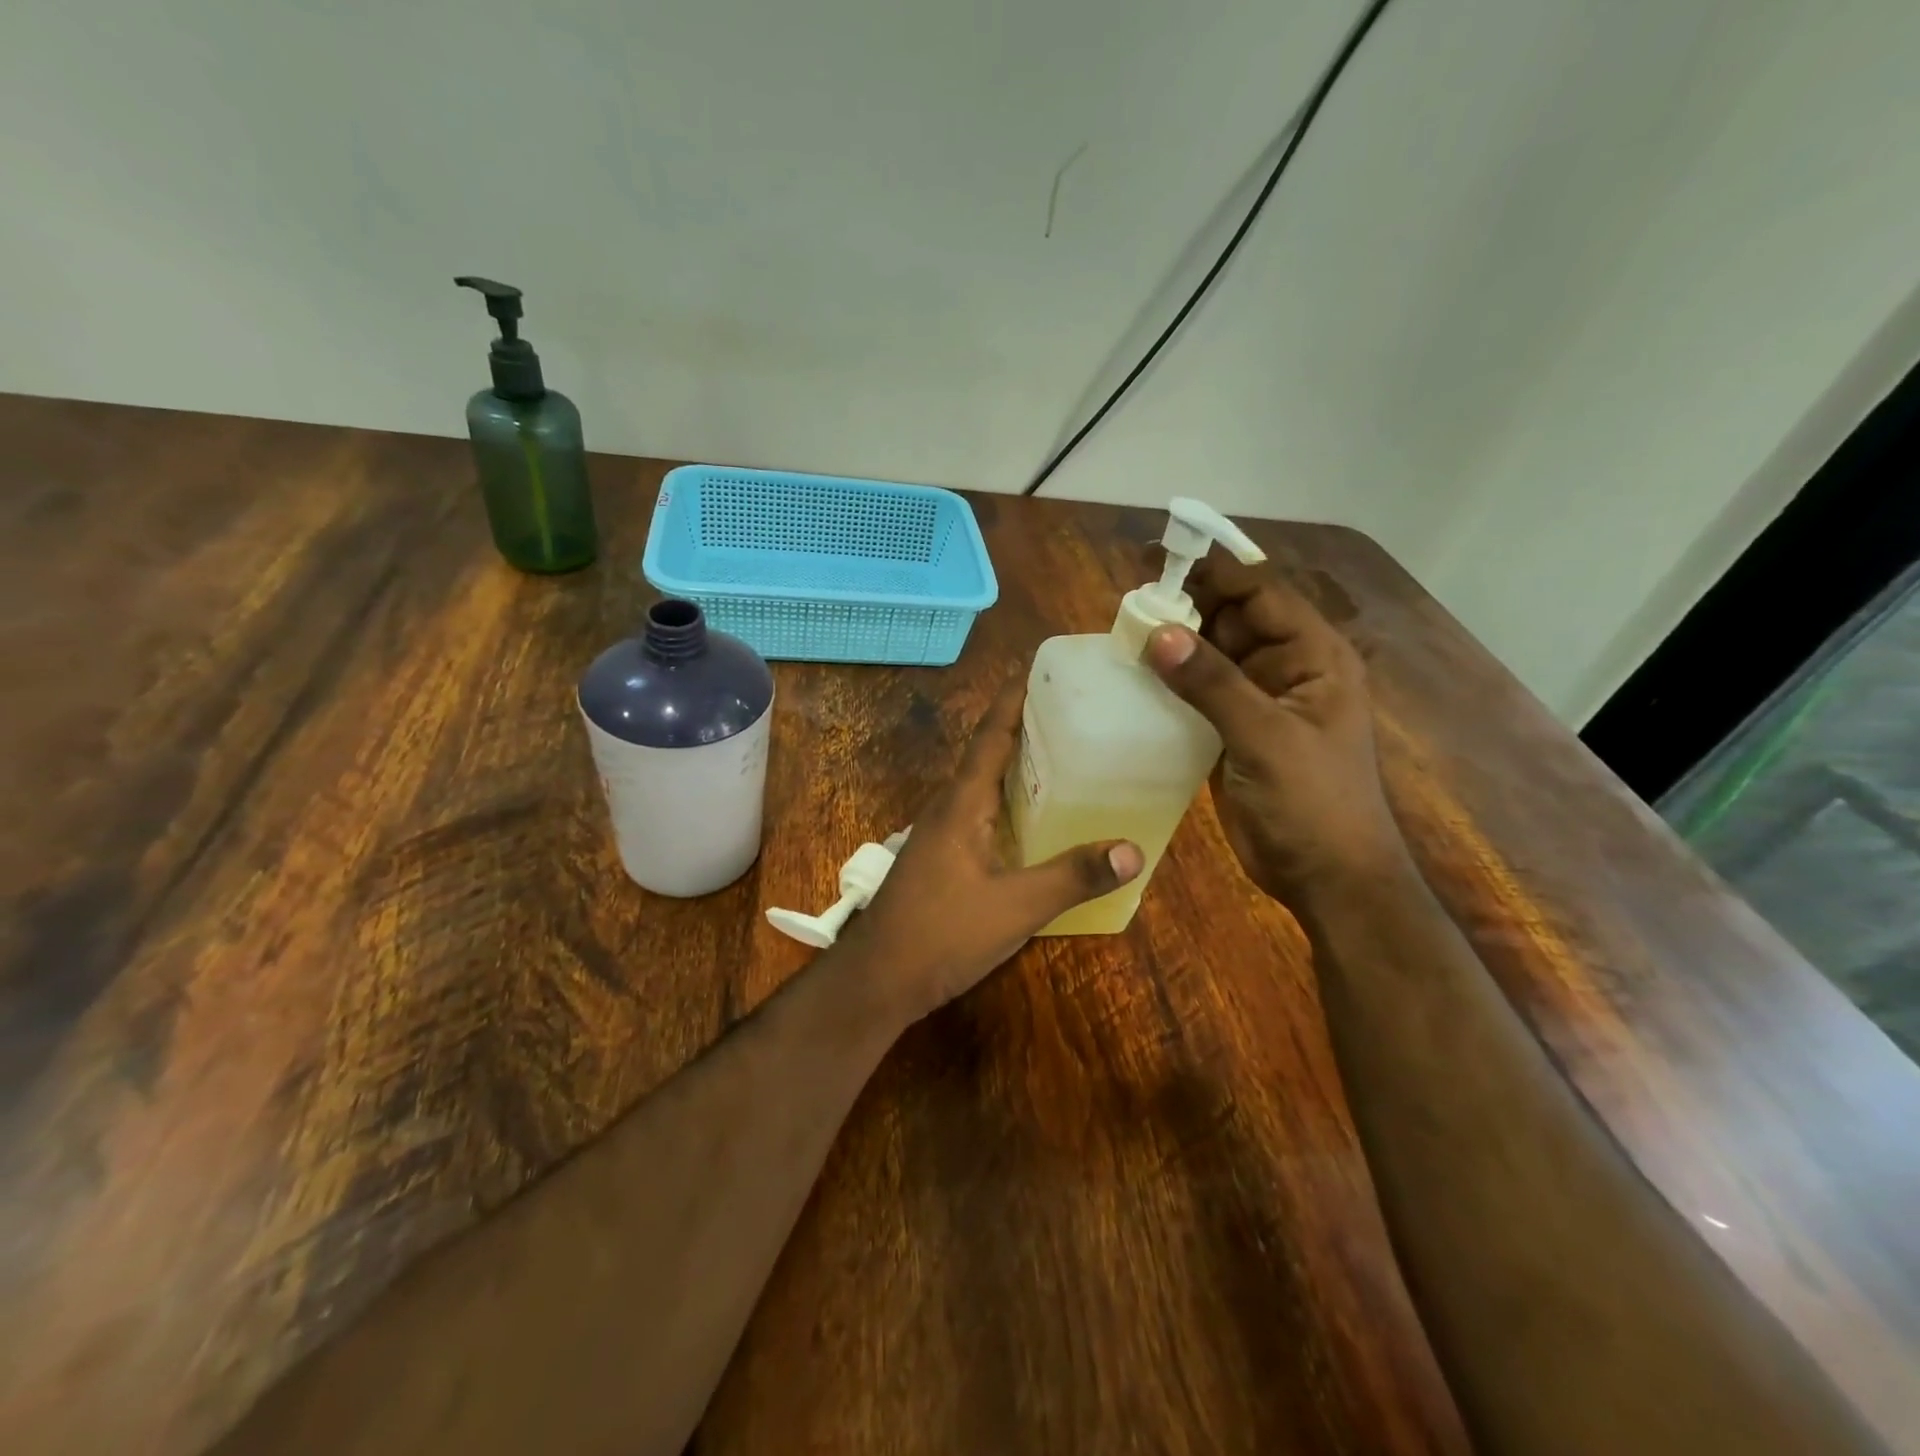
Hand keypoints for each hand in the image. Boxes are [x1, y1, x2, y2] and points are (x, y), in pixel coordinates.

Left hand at [835, 686, 1143, 1026]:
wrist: (879, 979)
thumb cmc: (942, 933)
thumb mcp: (1015, 907)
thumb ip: (1072, 877)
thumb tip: (1133, 849)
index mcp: (961, 804)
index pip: (990, 736)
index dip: (1013, 701)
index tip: (1039, 670)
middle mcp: (947, 808)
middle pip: (986, 754)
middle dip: (1022, 727)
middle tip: (1069, 710)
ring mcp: (939, 835)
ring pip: (980, 785)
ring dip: (1014, 765)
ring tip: (1060, 753)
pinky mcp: (940, 859)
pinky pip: (978, 813)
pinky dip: (1006, 801)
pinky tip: (1030, 818)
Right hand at [1144, 557, 1407, 906]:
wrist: (1327, 878)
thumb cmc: (1314, 803)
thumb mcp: (1267, 737)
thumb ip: (1213, 684)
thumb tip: (1159, 632)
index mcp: (1313, 657)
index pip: (1260, 594)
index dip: (1213, 572)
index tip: (1158, 557)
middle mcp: (1285, 669)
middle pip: (1231, 620)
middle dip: (1186, 607)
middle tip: (1128, 603)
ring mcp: (1257, 703)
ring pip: (1210, 657)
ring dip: (1174, 645)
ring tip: (1122, 634)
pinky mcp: (1232, 733)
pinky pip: (1198, 695)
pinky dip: (1170, 684)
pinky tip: (1135, 680)